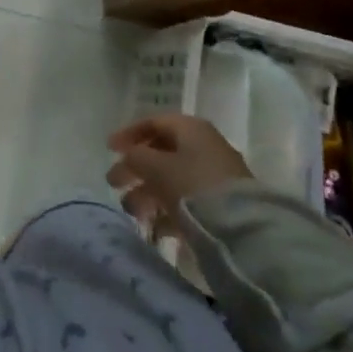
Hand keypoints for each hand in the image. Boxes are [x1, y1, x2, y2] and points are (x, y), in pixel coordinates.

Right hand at [108, 114, 251, 235]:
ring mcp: (215, 175)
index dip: (128, 134)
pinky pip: (187, 200)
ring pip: (173, 178)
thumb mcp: (157, 167)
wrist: (243, 228)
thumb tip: (128, 157)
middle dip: (136, 169)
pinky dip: (167, 210)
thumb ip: (136, 157)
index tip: (109, 150)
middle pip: (162, 152)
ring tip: (131, 211)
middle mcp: (204, 146)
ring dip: (148, 193)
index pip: (153, 123)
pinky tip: (155, 227)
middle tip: (114, 185)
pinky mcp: (221, 204)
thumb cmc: (194, 185)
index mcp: (190, 128)